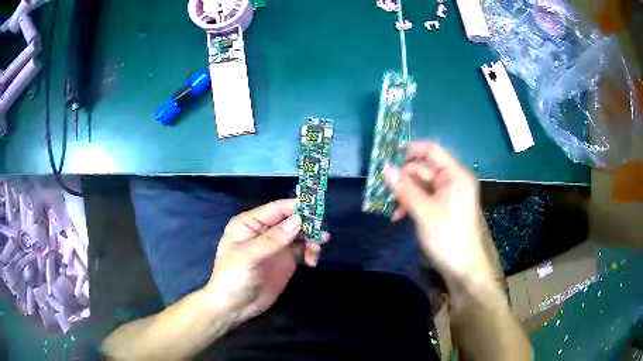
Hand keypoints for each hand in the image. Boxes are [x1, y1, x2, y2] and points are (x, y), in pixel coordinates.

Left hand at [203, 199, 317, 324]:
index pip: (277, 209)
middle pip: (291, 220)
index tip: (317, 210)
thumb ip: (273, 239)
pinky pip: (302, 250)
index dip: (296, 207)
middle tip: (322, 234)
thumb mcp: (248, 256)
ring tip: (316, 250)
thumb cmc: (233, 277)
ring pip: (300, 234)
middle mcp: (264, 230)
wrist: (234, 307)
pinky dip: (310, 252)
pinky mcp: (285, 260)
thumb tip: (298, 220)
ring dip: (312, 239)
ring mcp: (276, 246)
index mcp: (250, 223)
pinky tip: (312, 262)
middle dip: (308, 225)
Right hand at [383, 142, 494, 290]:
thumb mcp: (424, 212)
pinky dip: (411, 204)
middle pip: (424, 169)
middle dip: (404, 177)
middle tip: (382, 187)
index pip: (432, 150)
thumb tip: (385, 167)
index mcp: (455, 175)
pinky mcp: (443, 209)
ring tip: (390, 207)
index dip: (411, 149)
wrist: (463, 269)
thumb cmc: (448, 237)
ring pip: (422, 185)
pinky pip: (424, 198)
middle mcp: (453, 181)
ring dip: (405, 193)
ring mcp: (448, 195)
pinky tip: (398, 216)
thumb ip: (405, 188)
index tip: (388, 154)